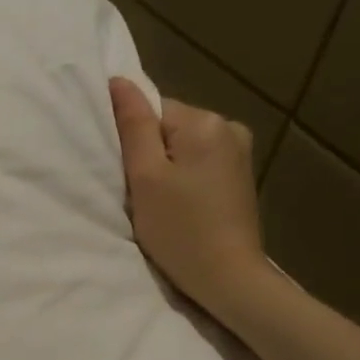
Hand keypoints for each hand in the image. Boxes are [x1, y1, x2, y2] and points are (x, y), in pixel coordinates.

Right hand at [109, 77, 270, 321]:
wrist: (228, 278)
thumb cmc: (179, 229)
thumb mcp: (145, 176)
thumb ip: (133, 125)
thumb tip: (119, 82)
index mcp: (205, 122)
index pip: (151, 111)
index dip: (133, 141)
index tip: (130, 174)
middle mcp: (229, 127)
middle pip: (168, 126)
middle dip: (150, 154)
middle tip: (143, 193)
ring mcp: (240, 151)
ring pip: (182, 146)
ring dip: (166, 168)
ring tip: (162, 203)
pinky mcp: (241, 175)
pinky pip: (199, 161)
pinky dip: (184, 178)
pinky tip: (182, 206)